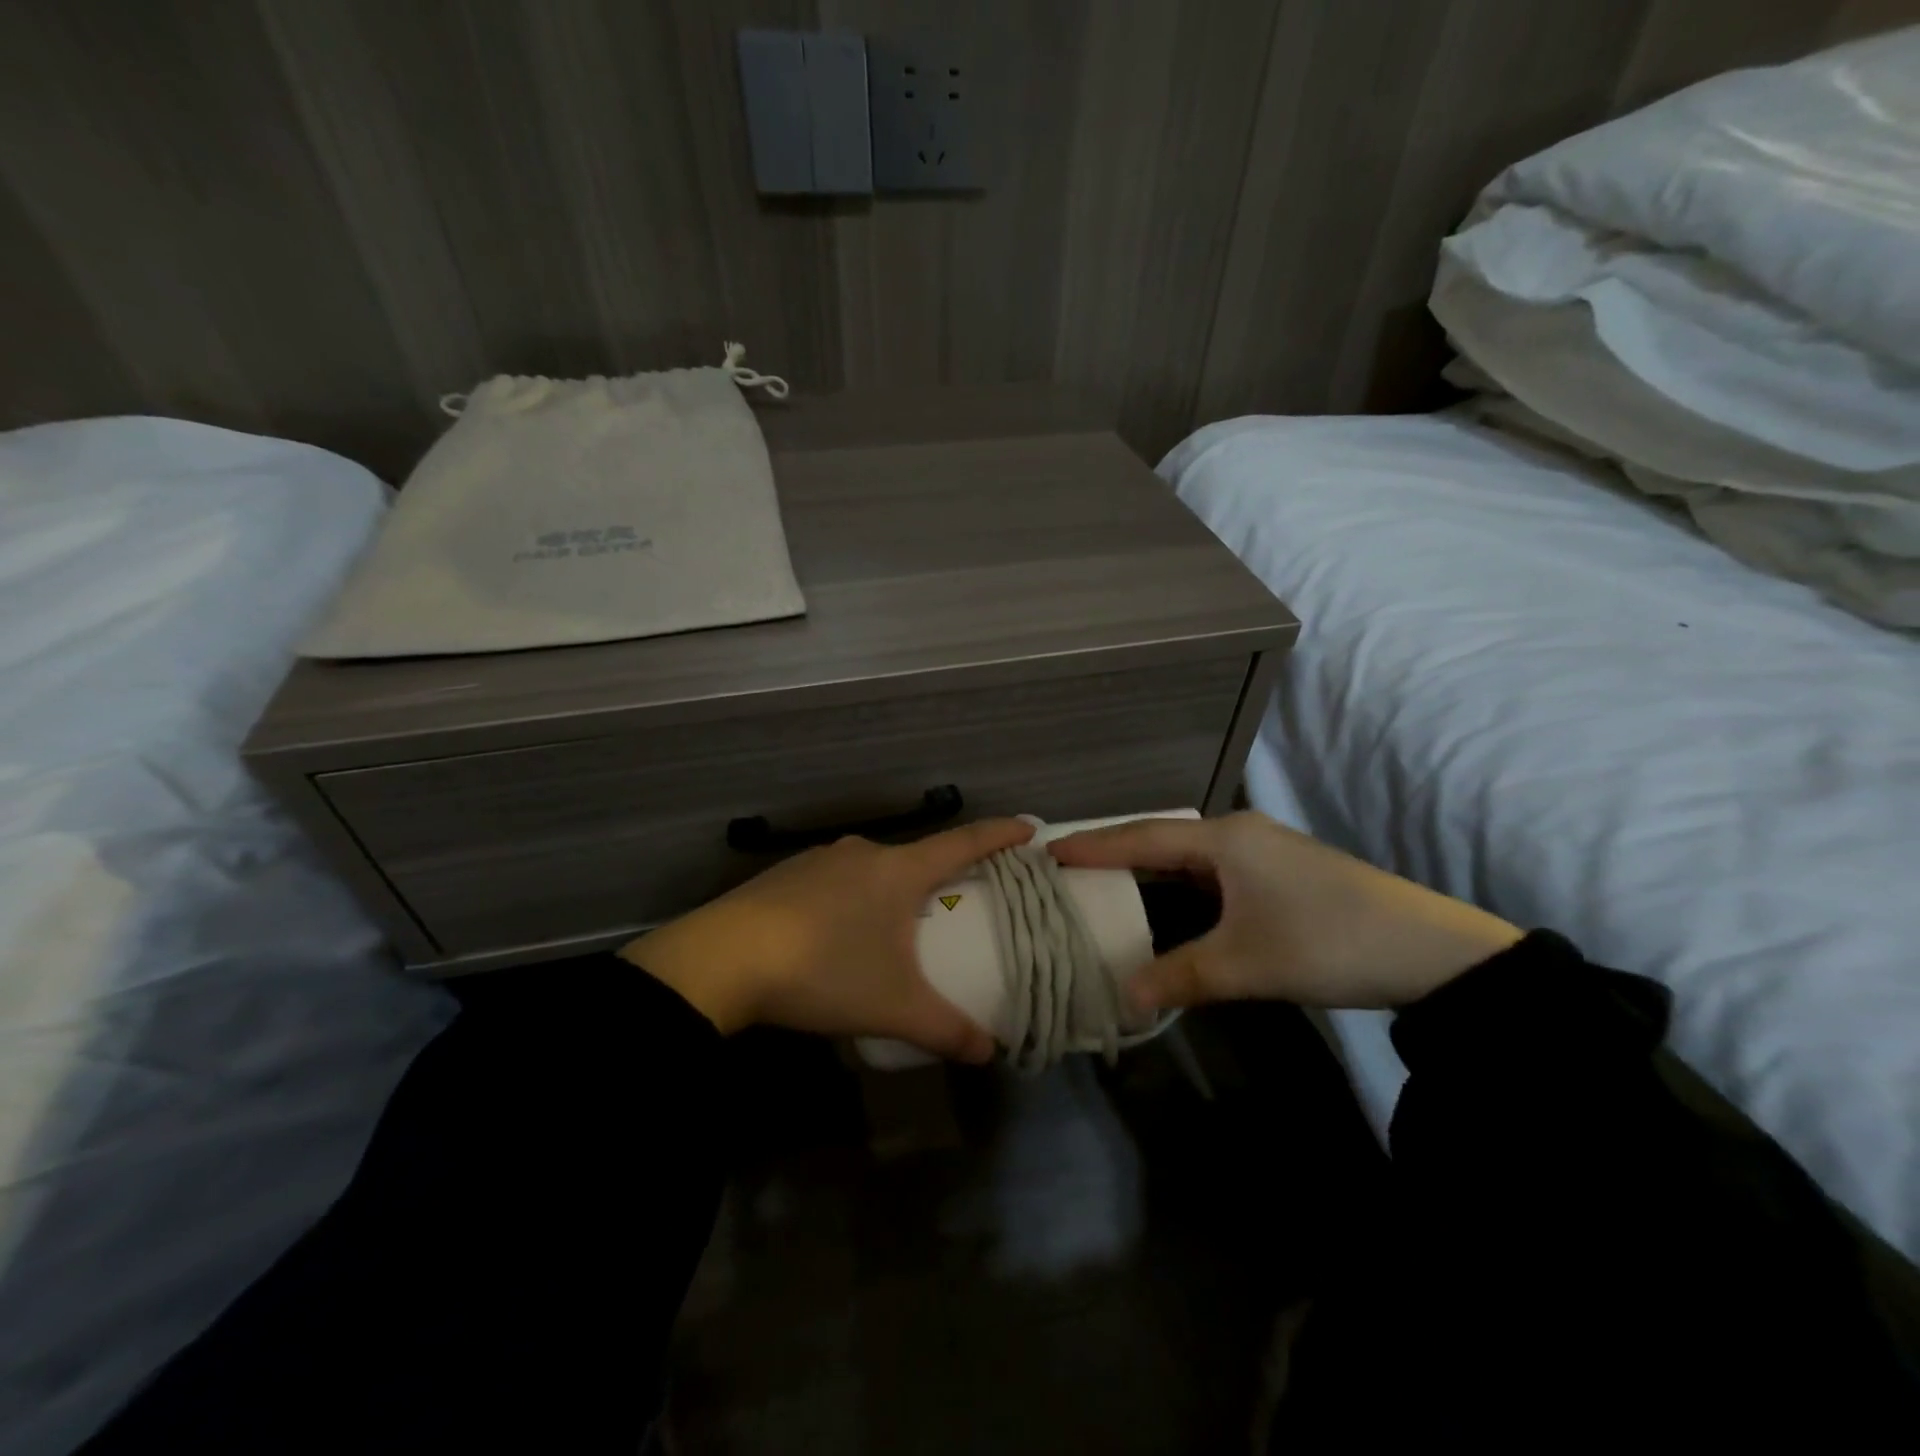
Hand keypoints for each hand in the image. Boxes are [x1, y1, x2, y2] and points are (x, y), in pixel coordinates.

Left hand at [619, 818, 1034, 1059]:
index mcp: (898, 870)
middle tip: (954, 905)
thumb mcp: (892, 1007)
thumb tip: (991, 1052)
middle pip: (916, 857)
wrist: (722, 959)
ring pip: (873, 869)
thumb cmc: (824, 970)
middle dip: (939, 877)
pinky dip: (851, 898)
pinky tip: (837, 933)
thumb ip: (946, 1030)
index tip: (1028, 827)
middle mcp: (863, 852)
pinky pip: (836, 879)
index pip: (964, 842)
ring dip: (890, 891)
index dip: (1000, 834)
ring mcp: (821, 858)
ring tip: (891, 929)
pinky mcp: (786, 873)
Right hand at [1050, 812, 1520, 1011]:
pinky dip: (1181, 885)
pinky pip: (1213, 871)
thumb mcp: (1246, 964)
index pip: (1144, 837)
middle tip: (1070, 868)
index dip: (1095, 846)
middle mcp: (1239, 834)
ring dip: (1150, 870)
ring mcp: (1264, 851)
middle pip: (1163, 839)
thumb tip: (1124, 999)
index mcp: (1225, 839)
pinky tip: (1168, 902)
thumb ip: (1180, 977)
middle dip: (1116, 853)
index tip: (1049, 851)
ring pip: (1189, 856)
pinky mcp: (1281, 873)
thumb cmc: (1327, 942)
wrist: (1433, 951)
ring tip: (1106, 883)